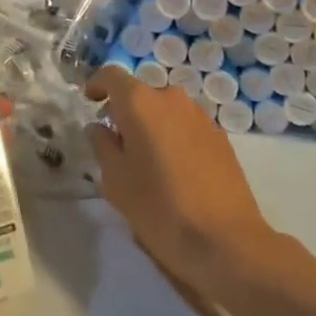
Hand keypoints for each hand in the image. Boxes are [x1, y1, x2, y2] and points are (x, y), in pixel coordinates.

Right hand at [85, 67, 275, 296]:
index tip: (90, 101)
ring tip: (147, 161)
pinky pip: (186, 125)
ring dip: (152, 125)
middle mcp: (172, 98)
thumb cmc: (160, 208)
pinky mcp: (220, 136)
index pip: (112, 75)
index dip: (97, 84)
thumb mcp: (116, 181)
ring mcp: (200, 115)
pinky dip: (174, 137)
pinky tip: (175, 171)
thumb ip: (102, 146)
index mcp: (141, 103)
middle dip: (126, 112)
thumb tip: (99, 128)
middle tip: (117, 144)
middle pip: (141, 94)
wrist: (225, 240)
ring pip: (166, 110)